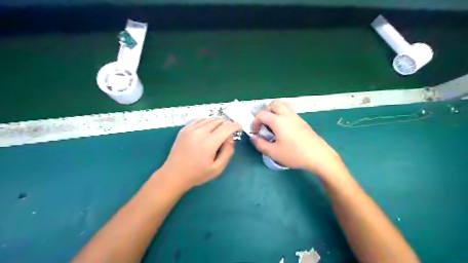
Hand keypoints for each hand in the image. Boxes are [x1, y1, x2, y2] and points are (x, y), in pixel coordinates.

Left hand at [160, 119, 240, 191]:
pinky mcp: (184, 129)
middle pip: (219, 121)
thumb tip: (230, 138)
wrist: (174, 175)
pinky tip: (209, 128)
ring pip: (209, 119)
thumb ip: (227, 152)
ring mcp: (190, 129)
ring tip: (221, 130)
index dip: (235, 126)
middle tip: (230, 132)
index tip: (239, 128)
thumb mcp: (217, 168)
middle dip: (227, 124)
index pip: (226, 127)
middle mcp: (199, 133)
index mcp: (208, 143)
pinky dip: (208, 121)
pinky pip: (199, 120)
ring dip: (218, 122)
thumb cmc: (197, 174)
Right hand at [252, 100, 342, 176]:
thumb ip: (260, 144)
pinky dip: (283, 114)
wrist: (318, 156)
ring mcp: (296, 117)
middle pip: (273, 104)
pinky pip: (290, 111)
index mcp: (278, 121)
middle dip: (265, 112)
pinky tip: (283, 128)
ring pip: (284, 105)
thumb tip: (253, 138)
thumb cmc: (294, 154)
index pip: (262, 114)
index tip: (255, 133)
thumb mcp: (274, 152)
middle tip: (263, 124)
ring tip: (273, 123)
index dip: (254, 122)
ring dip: (275, 111)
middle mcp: (287, 115)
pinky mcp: (303, 121)